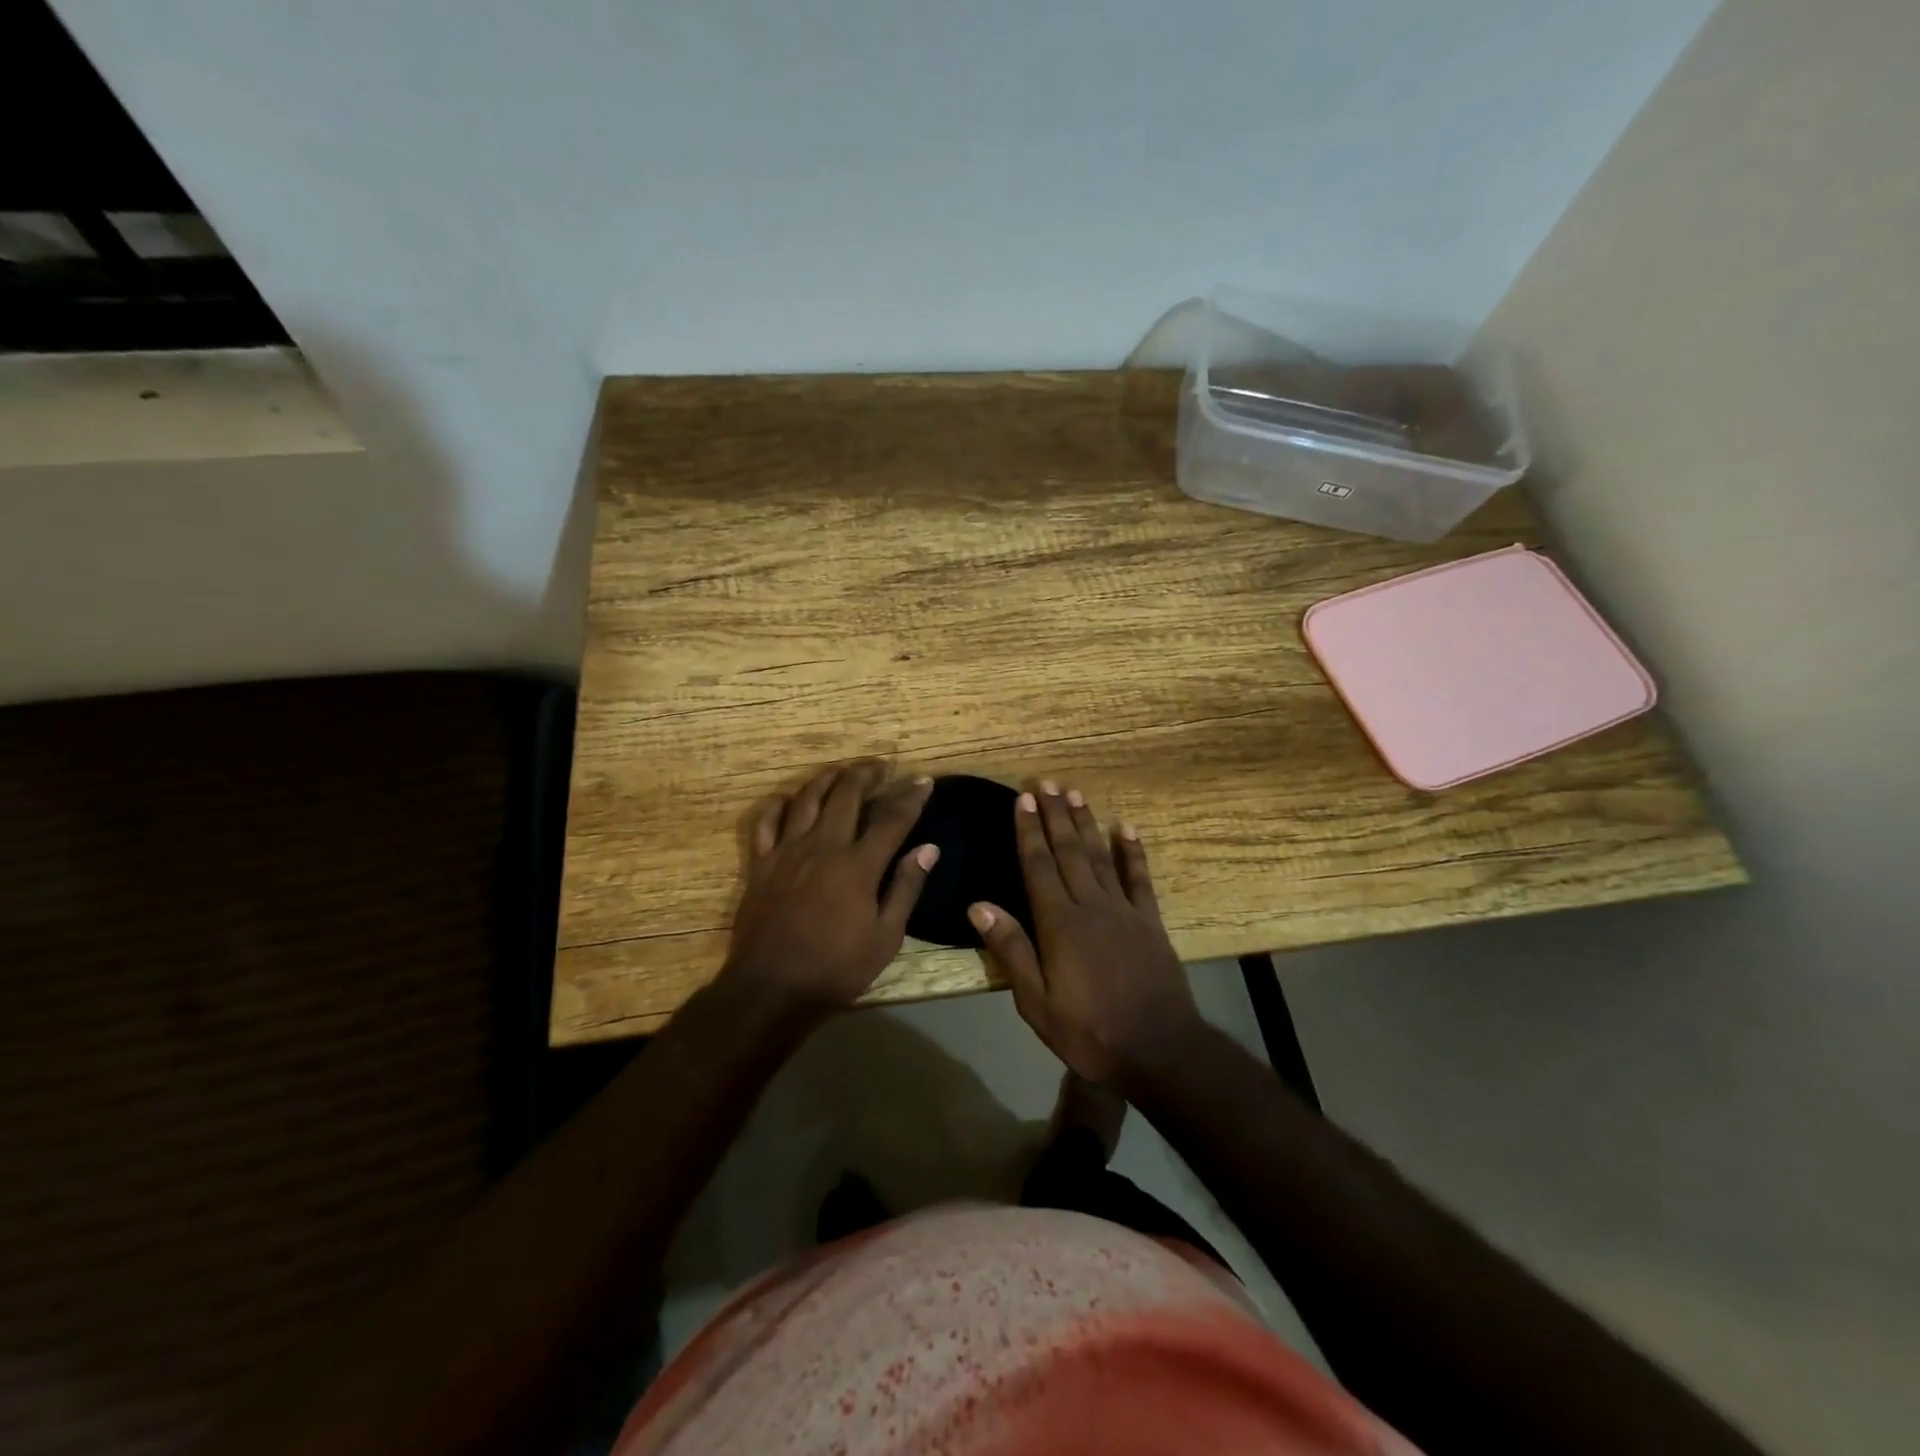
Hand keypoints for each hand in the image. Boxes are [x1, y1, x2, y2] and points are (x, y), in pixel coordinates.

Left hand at [719, 760, 938, 1020]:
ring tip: (841, 772)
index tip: (924, 781)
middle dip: (866, 774)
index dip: (911, 797)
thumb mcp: (885, 937)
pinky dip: (778, 804)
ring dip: (827, 778)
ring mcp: (787, 851)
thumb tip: (928, 848)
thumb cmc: (836, 968)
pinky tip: (788, 799)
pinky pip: (765, 821)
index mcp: (858, 865)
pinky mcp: (760, 863)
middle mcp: (824, 846)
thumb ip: (906, 888)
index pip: (892, 818)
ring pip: (807, 798)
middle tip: (880, 767)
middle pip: (846, 794)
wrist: (771, 989)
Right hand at [968, 783, 1202, 1086]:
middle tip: (1046, 783)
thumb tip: (978, 906)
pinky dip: (1132, 851)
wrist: (1160, 1050)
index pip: (1038, 866)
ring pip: (1100, 856)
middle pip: (1068, 852)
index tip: (1023, 799)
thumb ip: (1011, 951)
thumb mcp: (1037, 1003)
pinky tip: (1125, 828)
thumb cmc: (1090, 1032)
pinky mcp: (1150, 922)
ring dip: (1086, 823)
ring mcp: (1124, 911)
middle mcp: (1090, 906)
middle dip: (1055, 816)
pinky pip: (1139, 878)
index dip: (1029, 831)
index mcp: (1059, 924)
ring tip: (1075, 794)